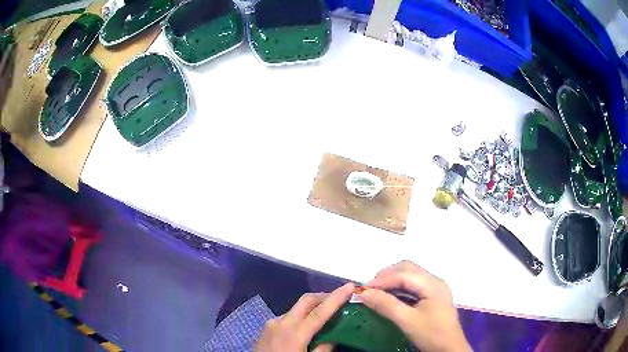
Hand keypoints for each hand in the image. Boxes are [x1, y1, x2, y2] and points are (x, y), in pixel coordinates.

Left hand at [255, 282, 354, 351]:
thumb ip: (322, 350)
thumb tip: (333, 338)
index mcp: (294, 333)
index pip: (319, 312)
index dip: (336, 298)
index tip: (350, 286)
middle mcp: (282, 322)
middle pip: (306, 301)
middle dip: (325, 296)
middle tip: (341, 298)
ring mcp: (272, 323)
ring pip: (297, 308)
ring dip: (313, 307)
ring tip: (326, 314)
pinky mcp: (267, 327)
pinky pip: (288, 316)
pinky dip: (301, 316)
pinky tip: (307, 326)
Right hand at [360, 261, 470, 351]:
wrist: (449, 349)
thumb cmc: (431, 334)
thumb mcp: (407, 321)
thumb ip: (386, 305)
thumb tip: (364, 293)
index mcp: (432, 284)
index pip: (403, 274)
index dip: (381, 280)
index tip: (363, 289)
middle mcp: (435, 281)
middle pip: (408, 269)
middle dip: (387, 276)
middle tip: (369, 289)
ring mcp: (436, 289)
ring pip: (411, 276)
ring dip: (393, 281)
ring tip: (377, 292)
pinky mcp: (434, 297)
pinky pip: (414, 285)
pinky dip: (400, 288)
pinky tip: (391, 297)